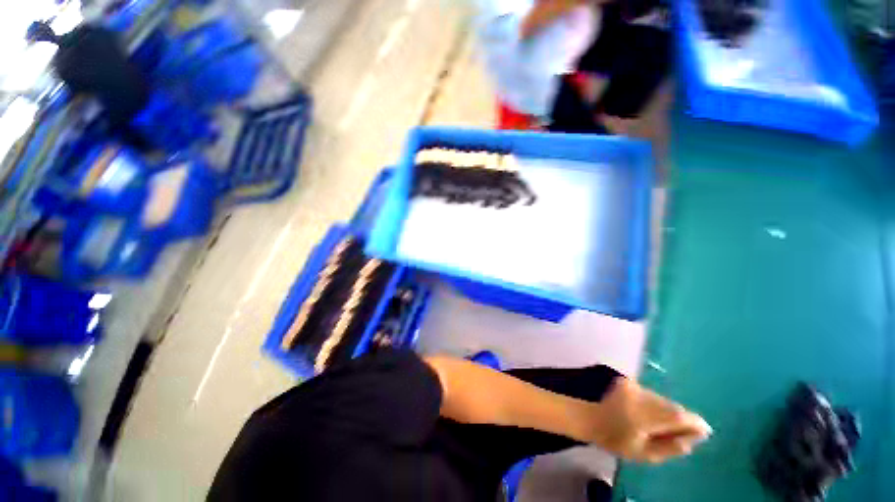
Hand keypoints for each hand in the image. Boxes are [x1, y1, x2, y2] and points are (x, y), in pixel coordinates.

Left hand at [589, 378, 711, 462]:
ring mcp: (632, 386)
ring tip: (661, 425)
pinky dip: (656, 405)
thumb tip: (693, 439)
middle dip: (681, 419)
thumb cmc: (617, 442)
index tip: (705, 431)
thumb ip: (670, 448)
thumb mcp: (645, 455)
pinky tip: (649, 414)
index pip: (675, 416)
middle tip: (683, 433)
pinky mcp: (628, 382)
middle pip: (671, 406)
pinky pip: (652, 395)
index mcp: (641, 416)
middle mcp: (638, 397)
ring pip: (662, 399)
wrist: (592, 419)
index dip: (693, 422)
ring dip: (668, 412)